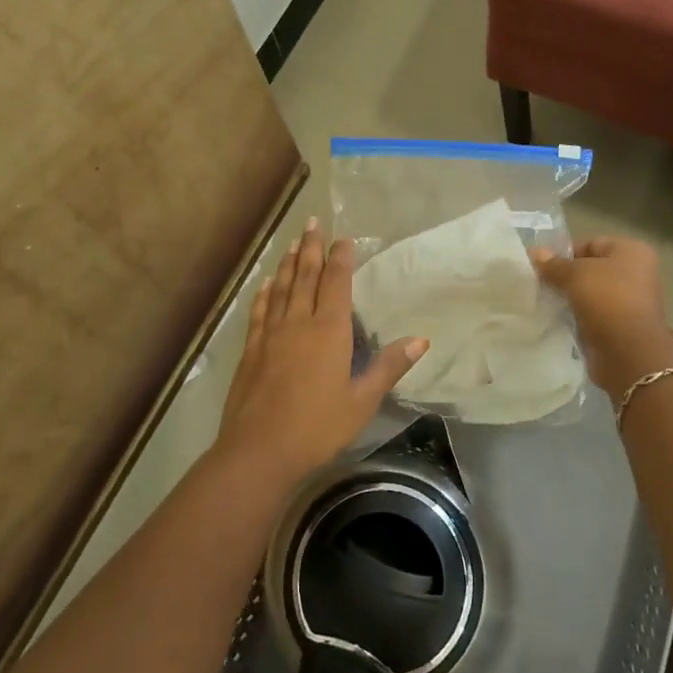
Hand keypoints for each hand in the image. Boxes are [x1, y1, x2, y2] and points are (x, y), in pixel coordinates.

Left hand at [214, 218, 426, 482]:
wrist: (259, 449)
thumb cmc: (317, 427)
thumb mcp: (361, 401)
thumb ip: (388, 367)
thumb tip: (421, 340)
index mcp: (329, 331)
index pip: (336, 283)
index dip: (340, 258)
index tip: (343, 238)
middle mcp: (299, 322)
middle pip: (305, 276)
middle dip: (310, 247)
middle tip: (312, 222)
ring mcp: (271, 334)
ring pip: (281, 288)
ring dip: (288, 263)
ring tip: (292, 242)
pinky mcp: (252, 349)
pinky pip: (260, 310)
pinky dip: (265, 292)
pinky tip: (267, 283)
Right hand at [532, 236, 672, 391]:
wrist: (628, 352)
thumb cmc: (606, 300)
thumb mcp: (574, 274)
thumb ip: (553, 264)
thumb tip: (534, 252)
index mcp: (632, 251)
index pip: (591, 243)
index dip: (565, 253)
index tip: (543, 267)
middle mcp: (636, 273)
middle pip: (591, 269)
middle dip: (566, 277)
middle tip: (540, 284)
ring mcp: (631, 301)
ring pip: (591, 293)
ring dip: (570, 298)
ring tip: (546, 302)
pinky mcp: (622, 326)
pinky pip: (593, 314)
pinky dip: (577, 316)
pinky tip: (558, 319)